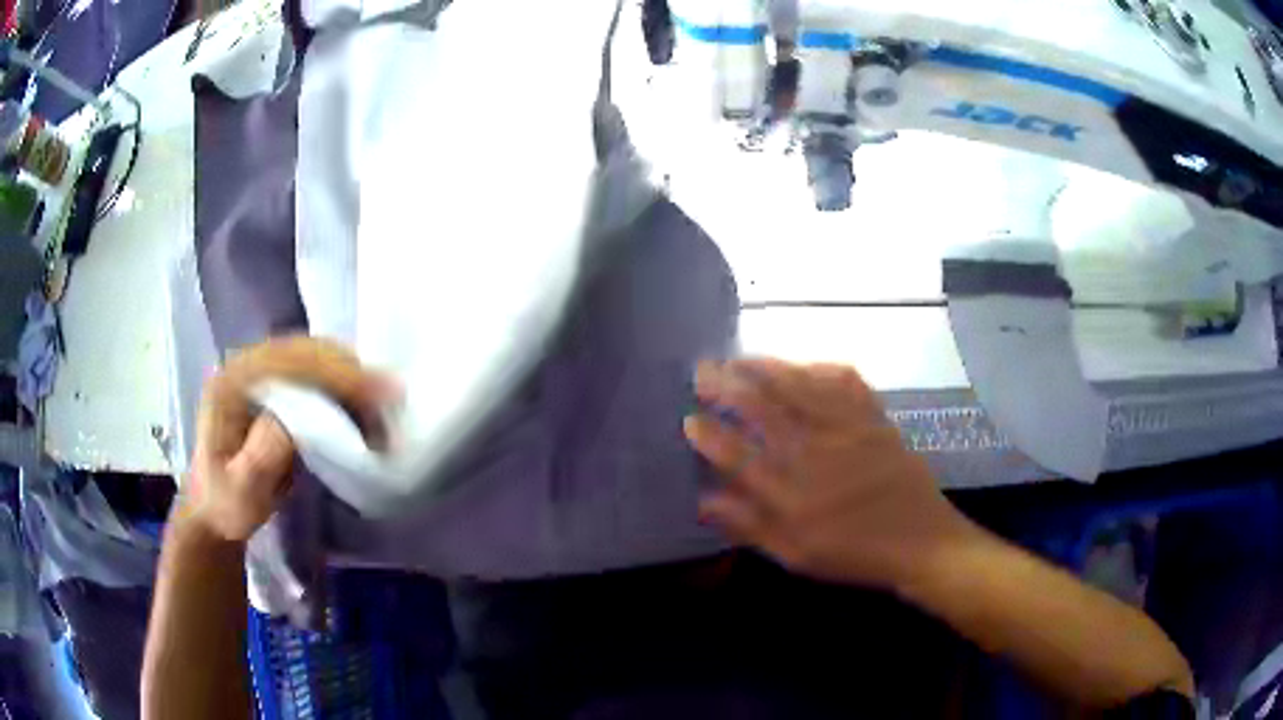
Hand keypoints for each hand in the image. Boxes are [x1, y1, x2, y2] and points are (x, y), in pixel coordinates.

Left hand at [183, 337, 396, 542]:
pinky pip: (317, 372)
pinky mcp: (278, 385)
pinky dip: (345, 386)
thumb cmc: (227, 503)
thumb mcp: (242, 489)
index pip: (291, 363)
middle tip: (392, 403)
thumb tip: (298, 419)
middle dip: (352, 373)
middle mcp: (249, 364)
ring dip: (353, 378)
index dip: (336, 374)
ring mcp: (263, 371)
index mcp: (233, 382)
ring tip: (383, 410)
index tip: (378, 395)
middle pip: (308, 351)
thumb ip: (262, 455)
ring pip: (317, 357)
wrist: (217, 509)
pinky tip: (364, 408)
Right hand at [685, 358, 970, 589]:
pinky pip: (843, 381)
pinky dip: (818, 367)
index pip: (737, 454)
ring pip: (797, 386)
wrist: (920, 541)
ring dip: (764, 367)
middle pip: (762, 408)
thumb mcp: (796, 554)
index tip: (688, 418)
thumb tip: (704, 502)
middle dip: (726, 385)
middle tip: (701, 371)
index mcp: (791, 492)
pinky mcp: (873, 418)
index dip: (709, 434)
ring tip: (738, 359)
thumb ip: (749, 526)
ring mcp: (847, 429)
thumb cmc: (854, 554)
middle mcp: (814, 452)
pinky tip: (802, 365)